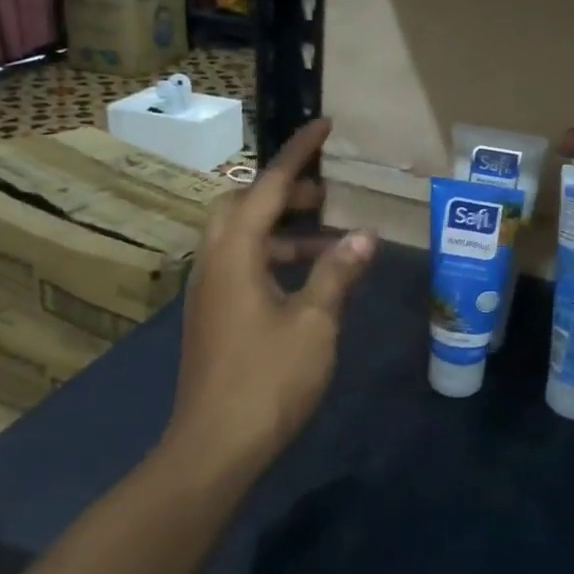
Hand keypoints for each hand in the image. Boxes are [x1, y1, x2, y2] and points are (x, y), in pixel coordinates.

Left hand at [166, 119, 376, 476]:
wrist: (215, 447)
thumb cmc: (268, 379)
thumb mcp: (315, 323)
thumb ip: (338, 273)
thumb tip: (364, 236)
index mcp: (235, 254)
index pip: (268, 187)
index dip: (298, 153)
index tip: (323, 126)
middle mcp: (214, 263)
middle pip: (241, 205)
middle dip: (282, 192)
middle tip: (324, 197)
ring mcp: (209, 292)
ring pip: (241, 238)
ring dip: (281, 230)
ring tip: (329, 241)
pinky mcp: (213, 317)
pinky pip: (241, 266)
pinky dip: (273, 258)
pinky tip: (306, 282)